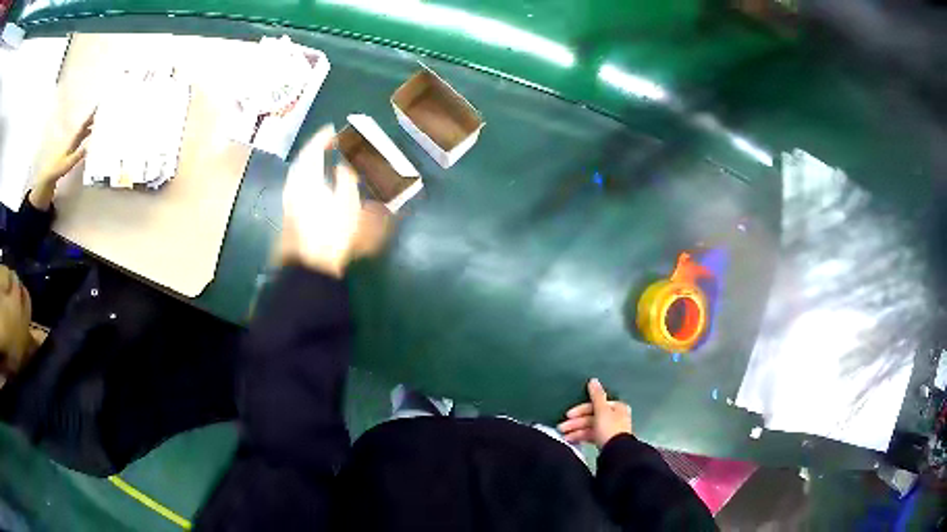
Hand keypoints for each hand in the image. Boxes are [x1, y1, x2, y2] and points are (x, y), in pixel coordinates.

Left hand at [29, 111, 94, 209]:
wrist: (49, 175)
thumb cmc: (58, 169)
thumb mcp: (68, 163)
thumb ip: (77, 156)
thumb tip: (89, 147)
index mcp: (73, 140)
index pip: (83, 126)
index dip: (90, 116)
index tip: (97, 107)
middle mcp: (73, 139)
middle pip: (84, 126)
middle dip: (92, 119)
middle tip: (102, 111)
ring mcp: (73, 144)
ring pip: (83, 132)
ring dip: (91, 126)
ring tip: (99, 121)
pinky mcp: (72, 149)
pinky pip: (82, 139)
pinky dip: (87, 134)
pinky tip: (91, 135)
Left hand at [278, 125, 391, 276]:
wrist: (309, 264)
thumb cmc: (331, 233)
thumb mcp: (346, 203)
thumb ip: (345, 179)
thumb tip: (342, 165)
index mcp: (307, 178)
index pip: (312, 150)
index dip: (322, 138)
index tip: (331, 130)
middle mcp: (294, 184)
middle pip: (302, 160)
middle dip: (314, 148)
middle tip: (328, 143)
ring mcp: (290, 198)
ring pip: (298, 172)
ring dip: (310, 162)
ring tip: (322, 159)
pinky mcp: (290, 210)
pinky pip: (297, 182)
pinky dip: (307, 175)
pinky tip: (314, 181)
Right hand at [558, 378, 632, 447]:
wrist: (616, 452)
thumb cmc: (609, 428)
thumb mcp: (602, 410)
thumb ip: (596, 395)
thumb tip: (593, 380)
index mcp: (616, 407)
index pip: (595, 405)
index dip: (580, 409)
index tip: (568, 415)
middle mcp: (614, 417)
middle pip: (591, 417)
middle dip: (575, 422)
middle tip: (561, 428)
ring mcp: (610, 430)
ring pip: (590, 427)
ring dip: (576, 431)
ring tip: (563, 437)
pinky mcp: (605, 441)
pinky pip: (591, 436)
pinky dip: (581, 437)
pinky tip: (570, 440)